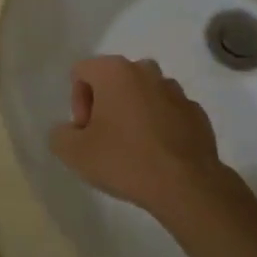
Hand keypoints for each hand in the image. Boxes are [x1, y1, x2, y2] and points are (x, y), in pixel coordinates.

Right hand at [49, 56, 231, 221]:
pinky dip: (159, 125)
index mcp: (115, 71)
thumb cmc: (125, 160)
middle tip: (105, 140)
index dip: (77, 102)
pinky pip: (167, 111)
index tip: (87, 131)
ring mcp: (175, 90)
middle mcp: (146, 70)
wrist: (186, 186)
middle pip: (113, 80)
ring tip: (133, 149)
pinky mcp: (196, 111)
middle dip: (105, 105)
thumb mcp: (74, 153)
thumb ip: (60, 134)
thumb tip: (70, 130)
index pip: (82, 72)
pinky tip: (158, 154)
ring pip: (142, 94)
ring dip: (133, 113)